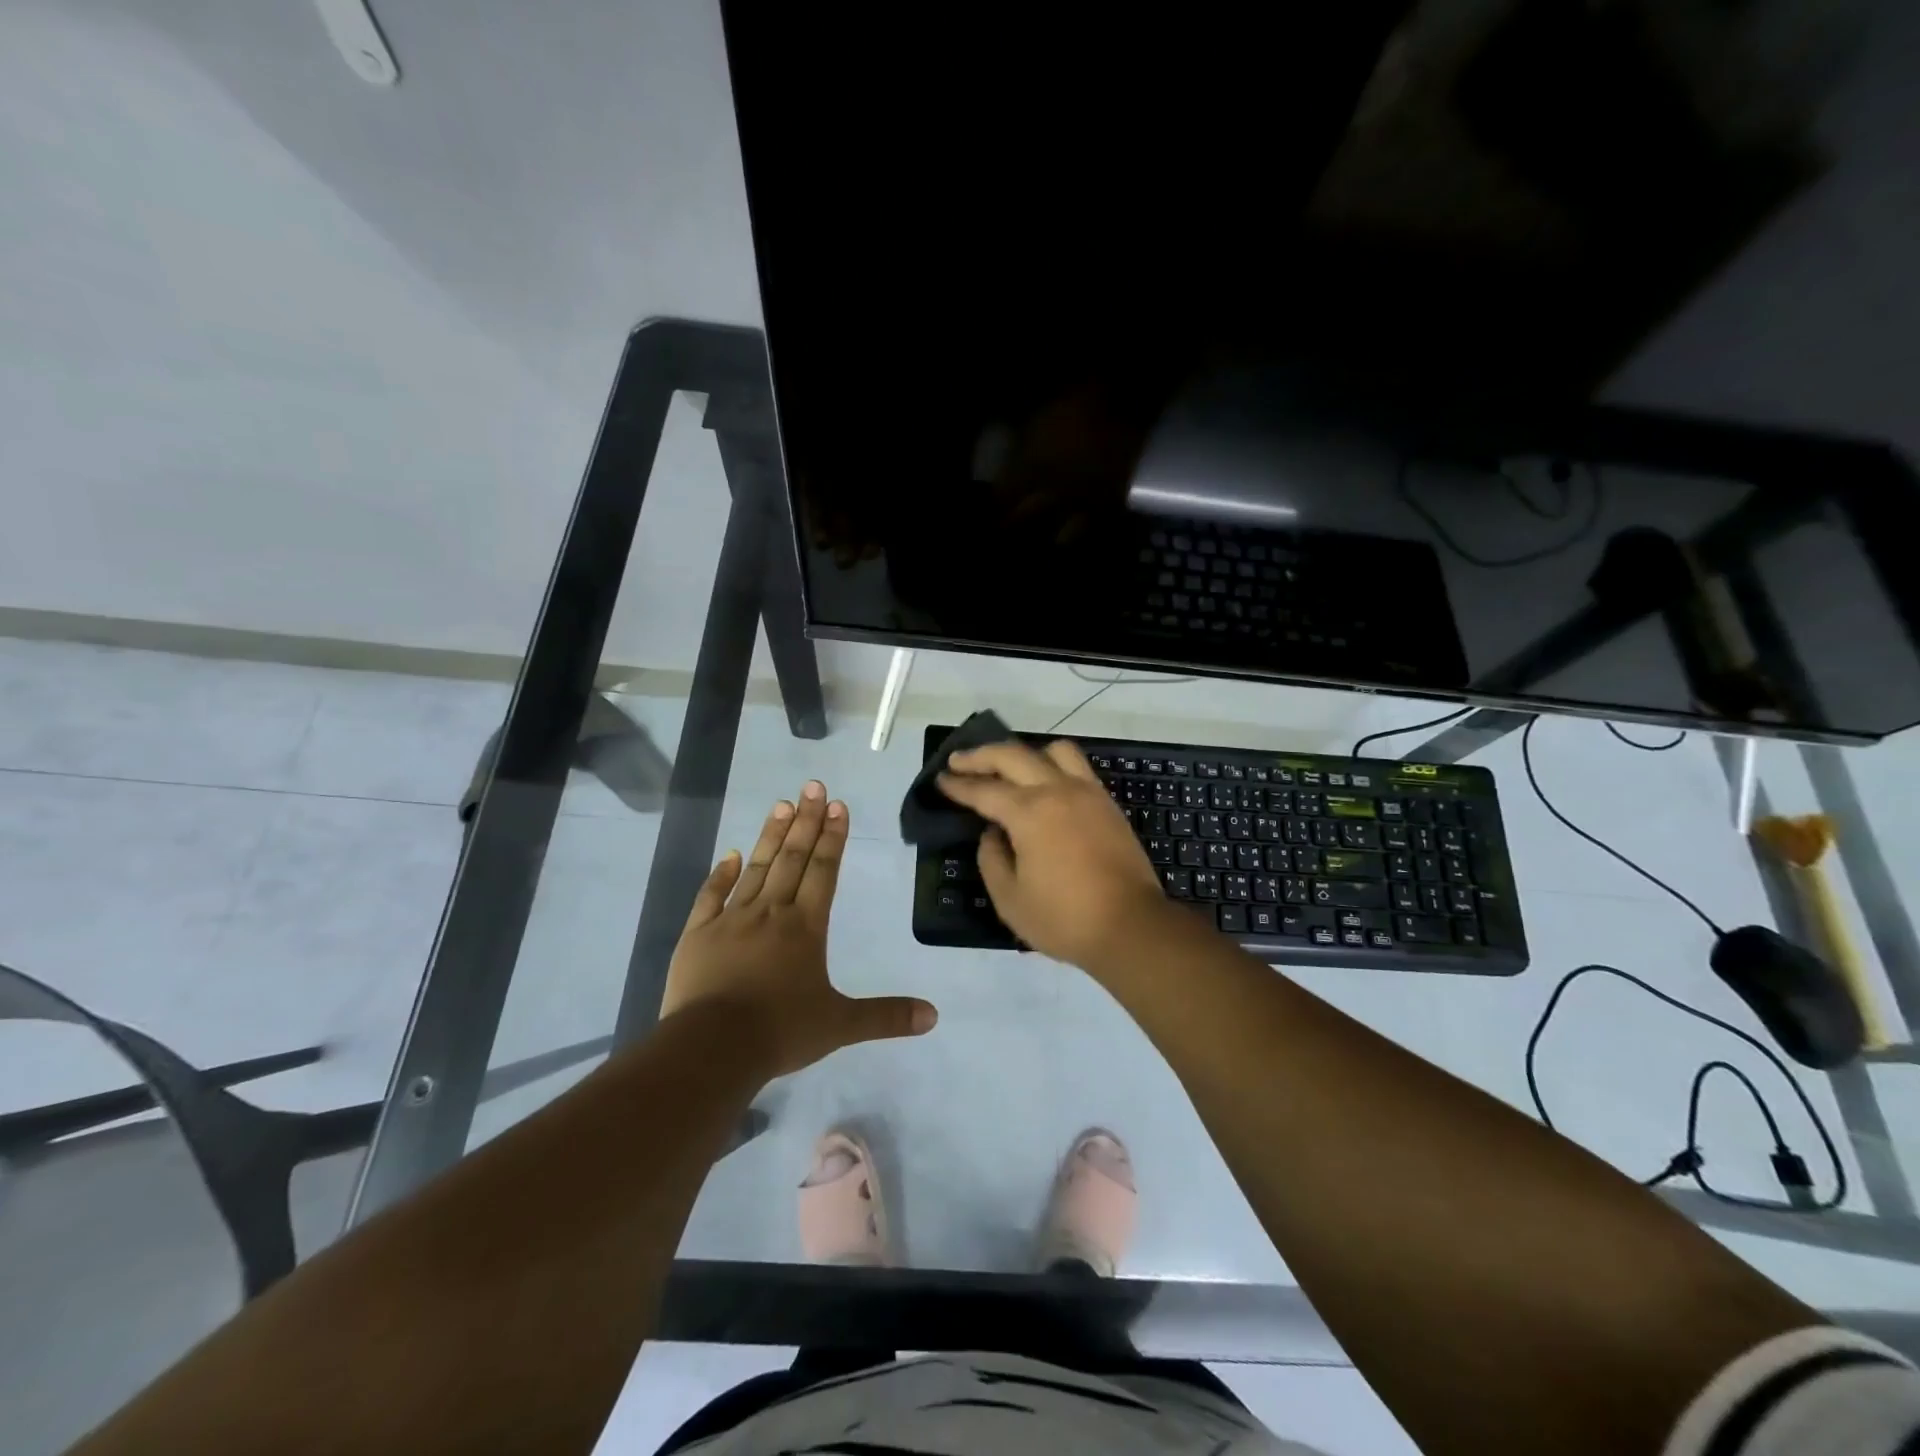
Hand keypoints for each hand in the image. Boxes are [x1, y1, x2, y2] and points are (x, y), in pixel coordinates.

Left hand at [661, 782, 937, 1075]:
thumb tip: (934, 1017)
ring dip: (771, 836)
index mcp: (806, 927)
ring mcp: (731, 919)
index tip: (838, 805)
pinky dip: (721, 873)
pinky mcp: (698, 934)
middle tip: (813, 786)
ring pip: (756, 868)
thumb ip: (886, 1016)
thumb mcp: (840, 1025)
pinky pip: (711, 895)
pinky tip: (730, 854)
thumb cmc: (781, 1031)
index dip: (833, 837)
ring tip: (781, 804)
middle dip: (806, 821)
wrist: (711, 1047)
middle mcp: (771, 912)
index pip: (824, 871)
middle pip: (793, 858)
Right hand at [938, 740, 1177, 968]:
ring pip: (1052, 750)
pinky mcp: (1107, 803)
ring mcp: (1087, 793)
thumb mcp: (1010, 899)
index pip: (984, 790)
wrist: (1131, 926)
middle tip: (959, 761)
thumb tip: (993, 834)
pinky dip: (1053, 764)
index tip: (941, 779)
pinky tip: (1044, 783)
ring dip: (1024, 752)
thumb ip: (991, 859)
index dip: (958, 785)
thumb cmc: (1064, 919)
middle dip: (980, 756)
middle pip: (1013, 755)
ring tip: (1008, 766)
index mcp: (1029, 813)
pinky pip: (1077, 767)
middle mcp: (1057, 791)